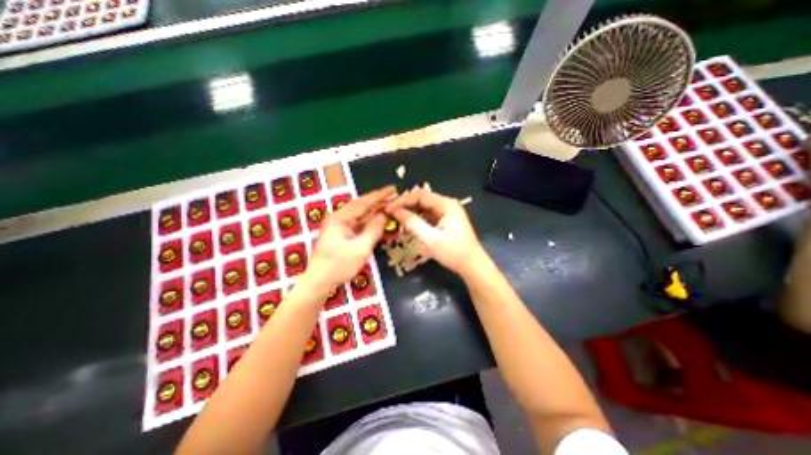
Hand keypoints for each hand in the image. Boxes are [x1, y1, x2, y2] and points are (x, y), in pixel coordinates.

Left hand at [304, 185, 396, 290]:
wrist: (319, 281)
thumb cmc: (339, 265)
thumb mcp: (360, 248)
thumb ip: (374, 230)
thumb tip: (385, 215)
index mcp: (340, 218)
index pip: (363, 203)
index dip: (379, 195)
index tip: (393, 189)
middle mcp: (339, 217)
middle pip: (362, 206)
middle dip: (378, 201)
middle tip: (395, 195)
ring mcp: (340, 225)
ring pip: (361, 214)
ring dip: (375, 210)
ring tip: (390, 204)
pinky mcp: (342, 232)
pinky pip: (359, 223)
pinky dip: (370, 220)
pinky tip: (379, 218)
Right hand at [385, 188, 482, 275]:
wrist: (472, 265)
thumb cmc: (453, 252)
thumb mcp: (430, 239)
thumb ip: (412, 223)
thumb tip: (396, 212)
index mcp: (446, 204)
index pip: (420, 195)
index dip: (402, 201)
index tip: (389, 209)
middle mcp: (447, 204)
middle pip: (422, 199)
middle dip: (405, 206)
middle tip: (391, 214)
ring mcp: (448, 212)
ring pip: (424, 207)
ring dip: (411, 213)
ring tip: (397, 221)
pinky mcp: (446, 220)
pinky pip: (429, 215)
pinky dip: (418, 219)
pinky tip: (410, 226)